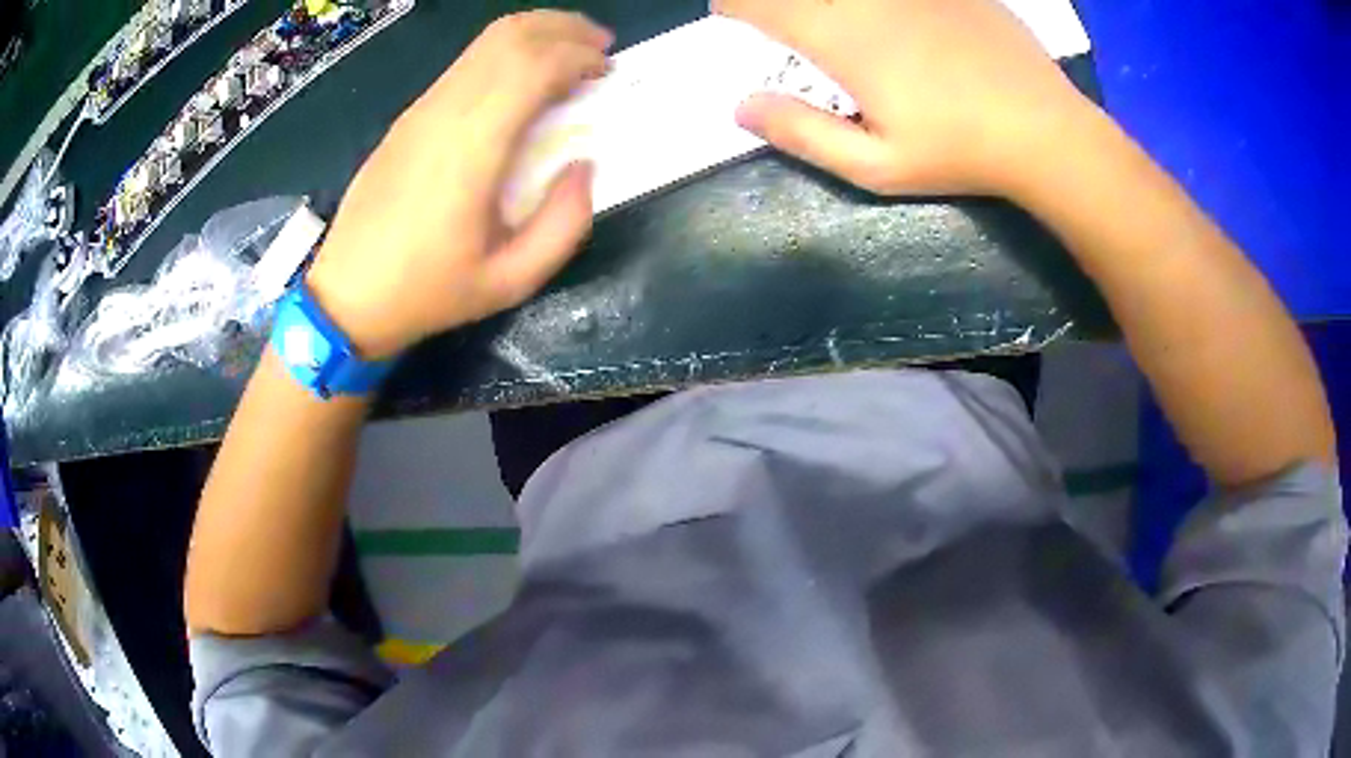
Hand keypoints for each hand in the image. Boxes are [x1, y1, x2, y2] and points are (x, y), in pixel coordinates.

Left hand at [306, 12, 613, 358]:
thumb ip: (563, 224)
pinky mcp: (409, 117)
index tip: (608, 70)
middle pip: (510, 36)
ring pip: (484, 42)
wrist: (346, 296)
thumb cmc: (427, 293)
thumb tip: (584, 166)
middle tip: (601, 48)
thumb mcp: (510, 282)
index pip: (532, 65)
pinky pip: (465, 64)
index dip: (578, 55)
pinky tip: (524, 80)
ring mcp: (421, 110)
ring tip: (569, 54)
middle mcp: (445, 113)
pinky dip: (506, 54)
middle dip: (565, 28)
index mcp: (471, 149)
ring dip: (536, 34)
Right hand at [716, 0, 1092, 198]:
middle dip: (779, 3)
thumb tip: (741, 107)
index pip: (758, 1)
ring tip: (842, 27)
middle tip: (785, 22)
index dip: (736, 6)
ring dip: (830, 2)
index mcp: (841, 35)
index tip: (735, 18)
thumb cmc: (959, 152)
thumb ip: (802, 133)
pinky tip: (898, 21)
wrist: (1046, 130)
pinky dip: (880, 1)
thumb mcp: (876, 166)